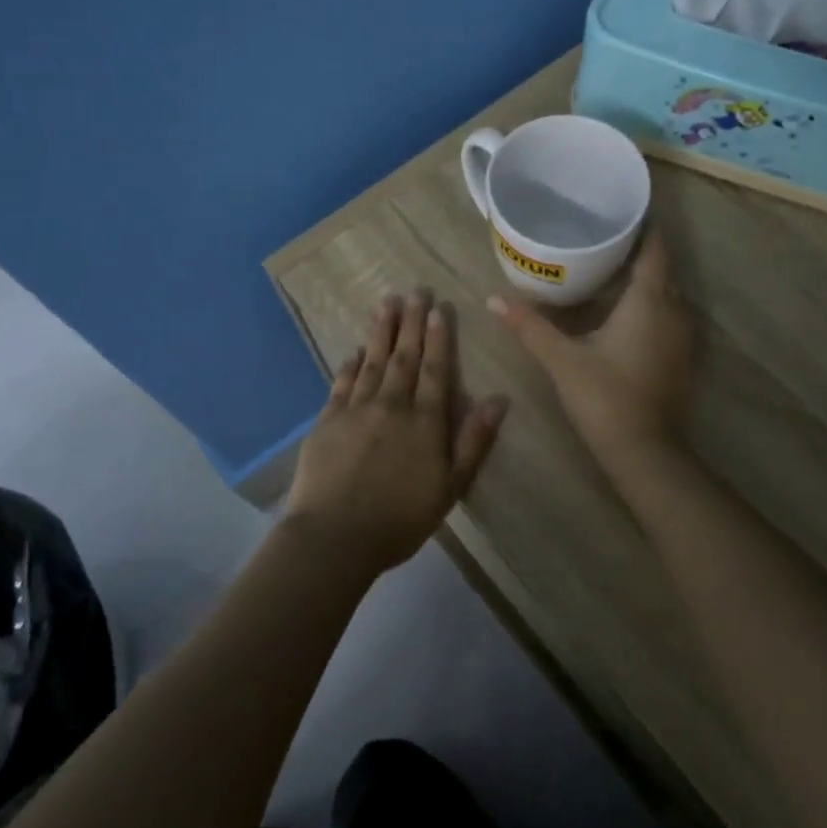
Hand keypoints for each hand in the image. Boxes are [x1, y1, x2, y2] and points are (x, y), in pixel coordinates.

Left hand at [284, 290, 507, 575]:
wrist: (335, 537)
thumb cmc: (400, 519)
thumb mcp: (450, 487)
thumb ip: (474, 441)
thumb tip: (498, 400)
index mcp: (424, 421)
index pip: (434, 369)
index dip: (438, 338)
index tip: (439, 309)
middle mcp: (392, 405)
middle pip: (403, 356)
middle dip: (410, 322)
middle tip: (414, 290)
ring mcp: (356, 409)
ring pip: (373, 361)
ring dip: (381, 331)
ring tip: (386, 302)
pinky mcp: (328, 420)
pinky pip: (342, 382)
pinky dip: (351, 363)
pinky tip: (356, 349)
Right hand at [489, 228, 693, 455]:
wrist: (644, 451)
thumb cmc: (604, 396)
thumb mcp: (561, 358)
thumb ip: (529, 325)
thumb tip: (493, 298)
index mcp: (649, 301)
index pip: (655, 248)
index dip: (643, 226)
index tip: (620, 211)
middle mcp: (673, 311)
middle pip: (661, 267)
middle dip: (638, 248)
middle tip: (602, 234)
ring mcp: (681, 336)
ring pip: (666, 292)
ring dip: (644, 277)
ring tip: (609, 264)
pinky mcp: (679, 357)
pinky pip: (667, 314)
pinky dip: (649, 302)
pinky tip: (622, 308)